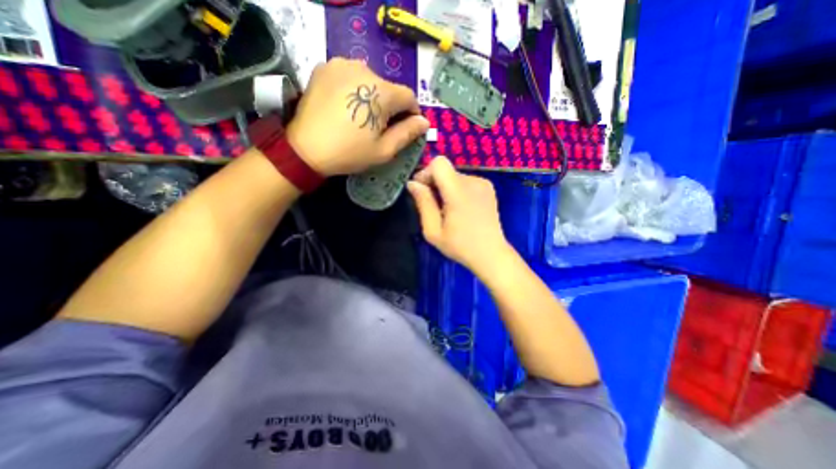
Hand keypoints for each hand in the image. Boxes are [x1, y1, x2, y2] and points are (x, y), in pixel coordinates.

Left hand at [288, 57, 430, 176]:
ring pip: (370, 80)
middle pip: (389, 88)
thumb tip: (424, 122)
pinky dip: (355, 89)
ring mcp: (341, 64)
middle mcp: (364, 69)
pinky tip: (347, 106)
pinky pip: (350, 76)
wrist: (305, 149)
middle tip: (381, 127)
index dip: (411, 113)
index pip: (409, 97)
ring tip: (362, 117)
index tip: (406, 128)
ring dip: (373, 97)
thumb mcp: (384, 150)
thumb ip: (407, 133)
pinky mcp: (325, 67)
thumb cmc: (350, 152)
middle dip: (391, 107)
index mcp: (381, 92)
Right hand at [407, 155, 515, 275]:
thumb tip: (413, 183)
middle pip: (446, 170)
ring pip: (454, 176)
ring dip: (445, 188)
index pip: (439, 163)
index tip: (422, 191)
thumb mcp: (433, 231)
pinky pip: (465, 181)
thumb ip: (423, 203)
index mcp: (459, 192)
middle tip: (433, 207)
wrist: (491, 254)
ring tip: (448, 211)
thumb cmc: (460, 246)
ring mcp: (483, 183)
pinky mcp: (488, 187)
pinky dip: (457, 190)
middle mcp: (473, 181)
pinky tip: (460, 209)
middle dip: (434, 184)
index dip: (426, 173)